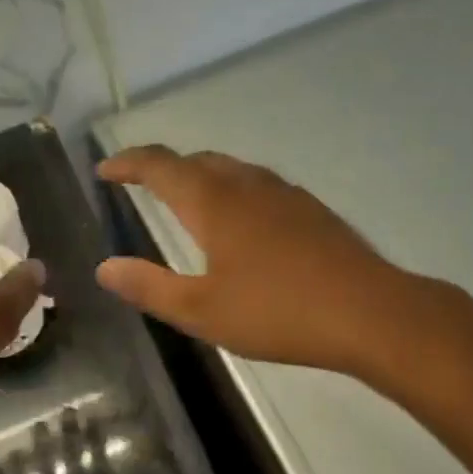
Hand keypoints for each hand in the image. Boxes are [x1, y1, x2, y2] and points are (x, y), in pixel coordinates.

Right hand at [96, 146, 408, 373]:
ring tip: (186, 200)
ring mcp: (285, 195)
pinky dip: (233, 191)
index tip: (105, 170)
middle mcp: (248, 186)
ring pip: (232, 170)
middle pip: (197, 160)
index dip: (128, 164)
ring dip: (200, 176)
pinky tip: (242, 223)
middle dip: (163, 168)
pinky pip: (259, 186)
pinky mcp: (311, 211)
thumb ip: (149, 287)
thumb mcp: (201, 311)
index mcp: (214, 203)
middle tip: (141, 184)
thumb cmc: (276, 313)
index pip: (160, 166)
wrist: (368, 312)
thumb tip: (104, 267)